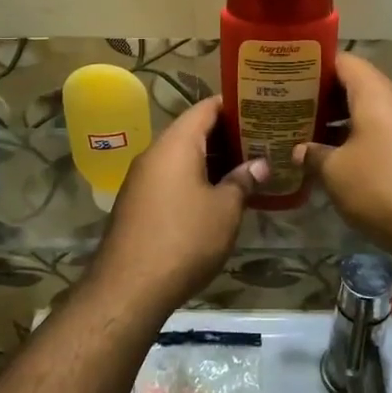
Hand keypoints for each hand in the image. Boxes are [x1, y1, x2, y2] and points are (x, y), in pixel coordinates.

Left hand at [87, 97, 267, 314]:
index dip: (233, 105)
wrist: (129, 287)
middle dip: (227, 135)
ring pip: (181, 156)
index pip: (206, 108)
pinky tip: (217, 194)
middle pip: (193, 131)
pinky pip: (171, 177)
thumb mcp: (225, 210)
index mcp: (176, 144)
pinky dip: (194, 177)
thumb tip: (259, 164)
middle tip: (261, 140)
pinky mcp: (137, 202)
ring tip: (246, 166)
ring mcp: (142, 178)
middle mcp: (155, 153)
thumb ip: (242, 181)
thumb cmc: (185, 239)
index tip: (259, 107)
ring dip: (211, 159)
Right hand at [296, 54, 391, 258]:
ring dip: (344, 122)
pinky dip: (365, 139)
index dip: (316, 66)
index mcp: (377, 94)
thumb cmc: (382, 188)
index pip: (344, 61)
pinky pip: (388, 132)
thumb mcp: (336, 173)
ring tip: (313, 136)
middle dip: (326, 98)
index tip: (291, 77)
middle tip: (295, 111)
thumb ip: (313, 155)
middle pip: (358, 86)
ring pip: (374, 112)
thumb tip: (299, 150)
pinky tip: (344, 160)